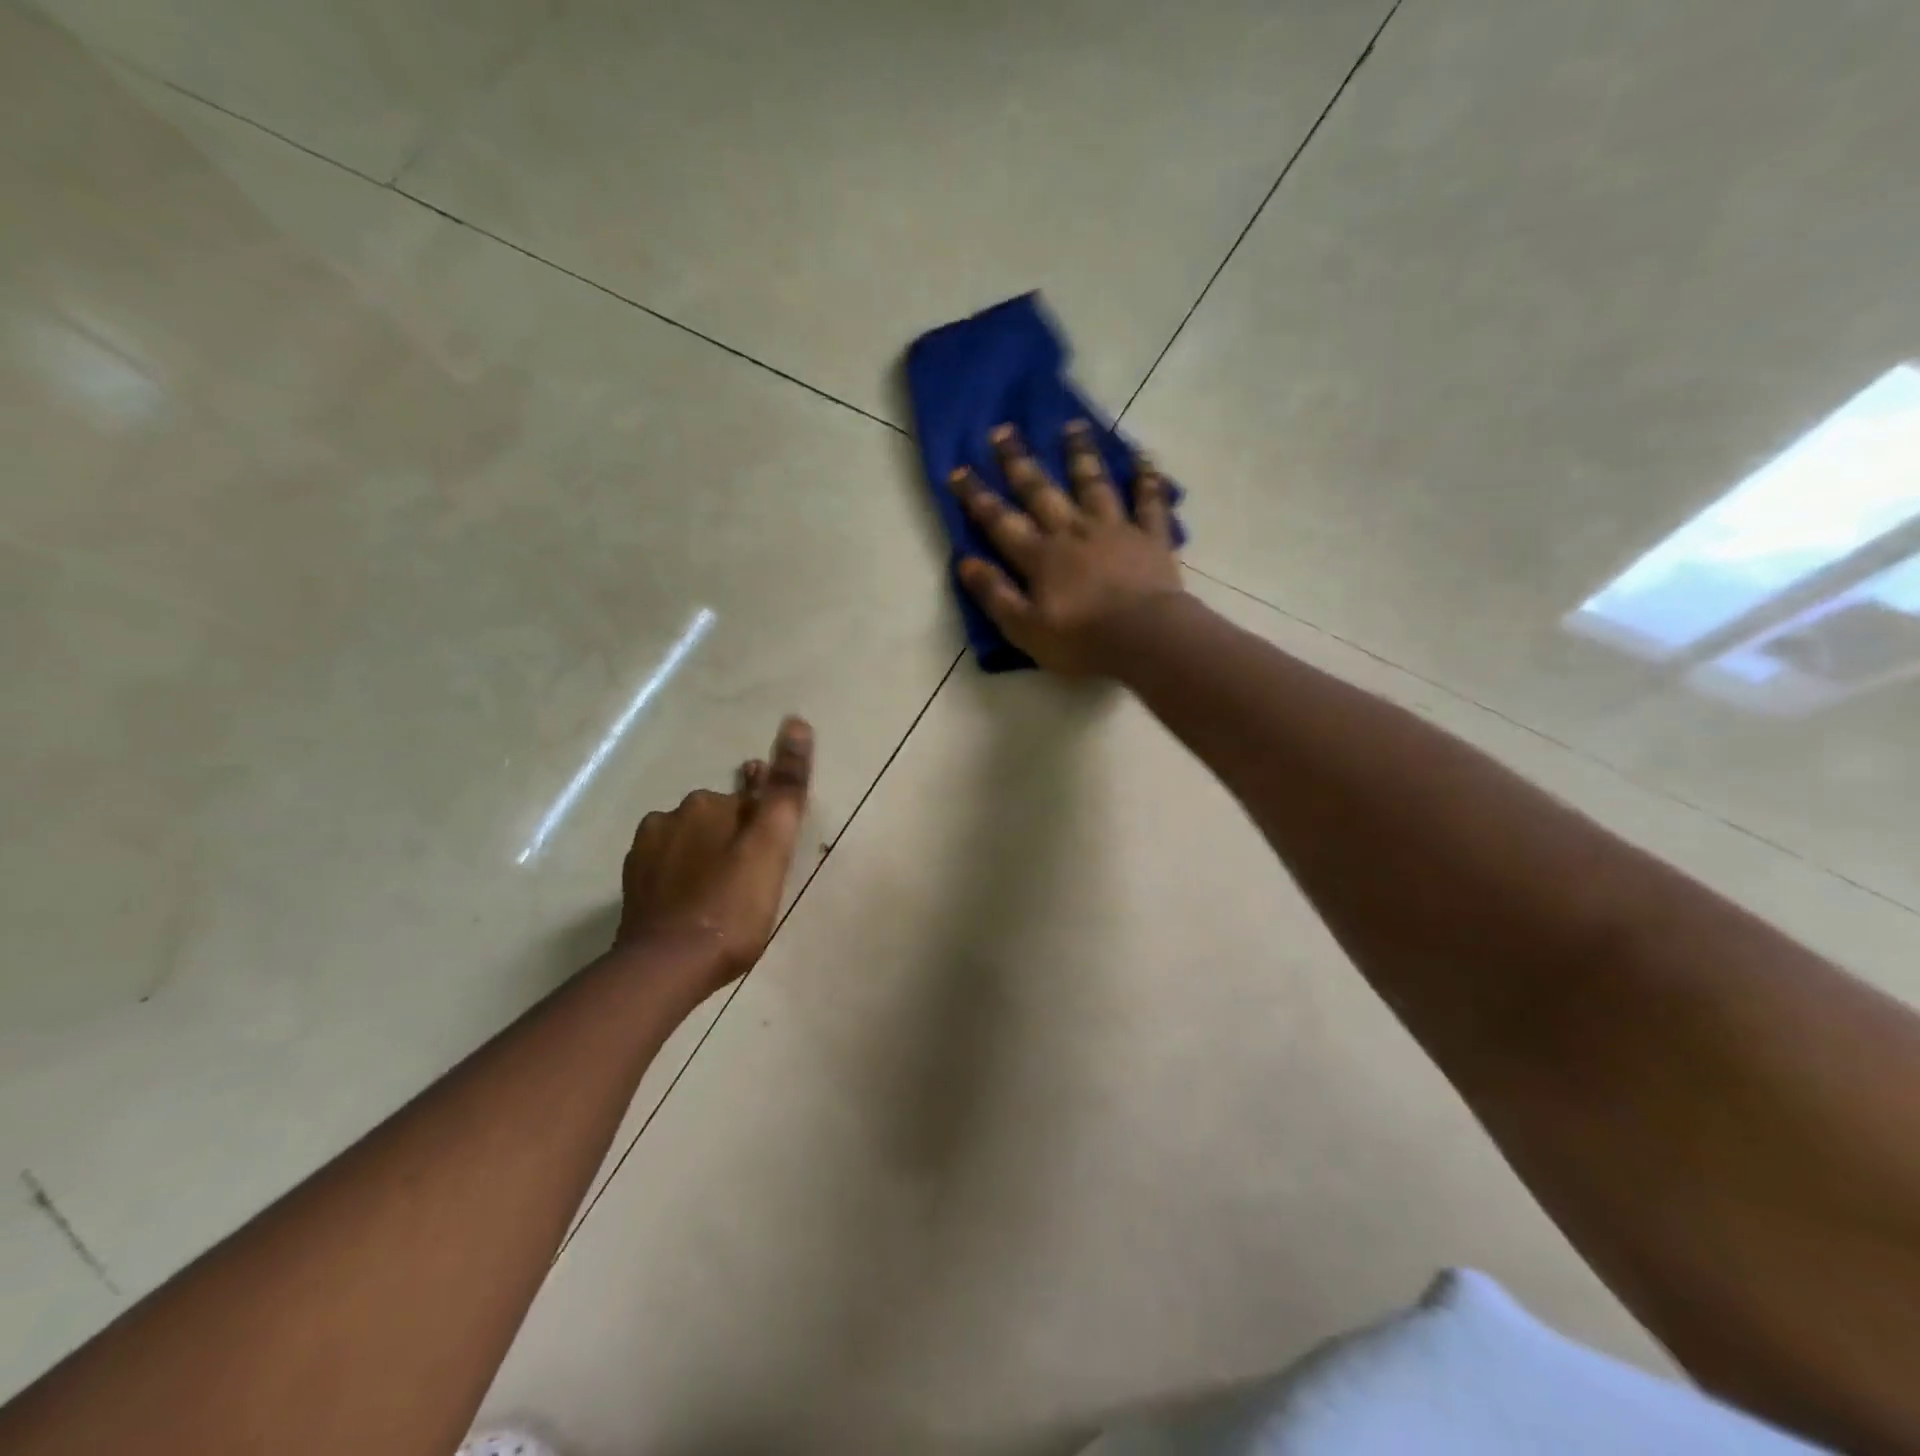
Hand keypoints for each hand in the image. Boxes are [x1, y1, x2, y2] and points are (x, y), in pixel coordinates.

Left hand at [615, 715, 813, 990]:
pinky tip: (694, 905)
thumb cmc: (731, 907)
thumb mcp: (771, 846)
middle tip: (752, 883)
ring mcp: (645, 851)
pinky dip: (683, 879)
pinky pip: (667, 868)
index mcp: (707, 804)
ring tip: (724, 898)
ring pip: (690, 842)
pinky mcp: (632, 884)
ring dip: (707, 857)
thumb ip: (785, 787)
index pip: (749, 799)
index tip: (770, 857)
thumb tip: (797, 722)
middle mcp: (670, 816)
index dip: (765, 825)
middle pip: (717, 819)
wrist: (666, 967)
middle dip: (735, 839)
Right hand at [950, 422, 1184, 676]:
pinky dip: (1147, 479)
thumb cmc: (1082, 640)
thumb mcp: (1024, 628)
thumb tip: (965, 562)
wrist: (1145, 639)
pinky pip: (1149, 501)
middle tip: (1004, 430)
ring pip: (1093, 483)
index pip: (1000, 521)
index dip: (977, 497)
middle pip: (1041, 490)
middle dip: (1019, 461)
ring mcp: (1114, 529)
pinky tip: (1144, 458)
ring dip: (1080, 454)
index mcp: (1040, 557)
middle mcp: (1073, 531)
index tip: (958, 470)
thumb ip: (995, 594)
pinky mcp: (1150, 537)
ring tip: (1073, 426)